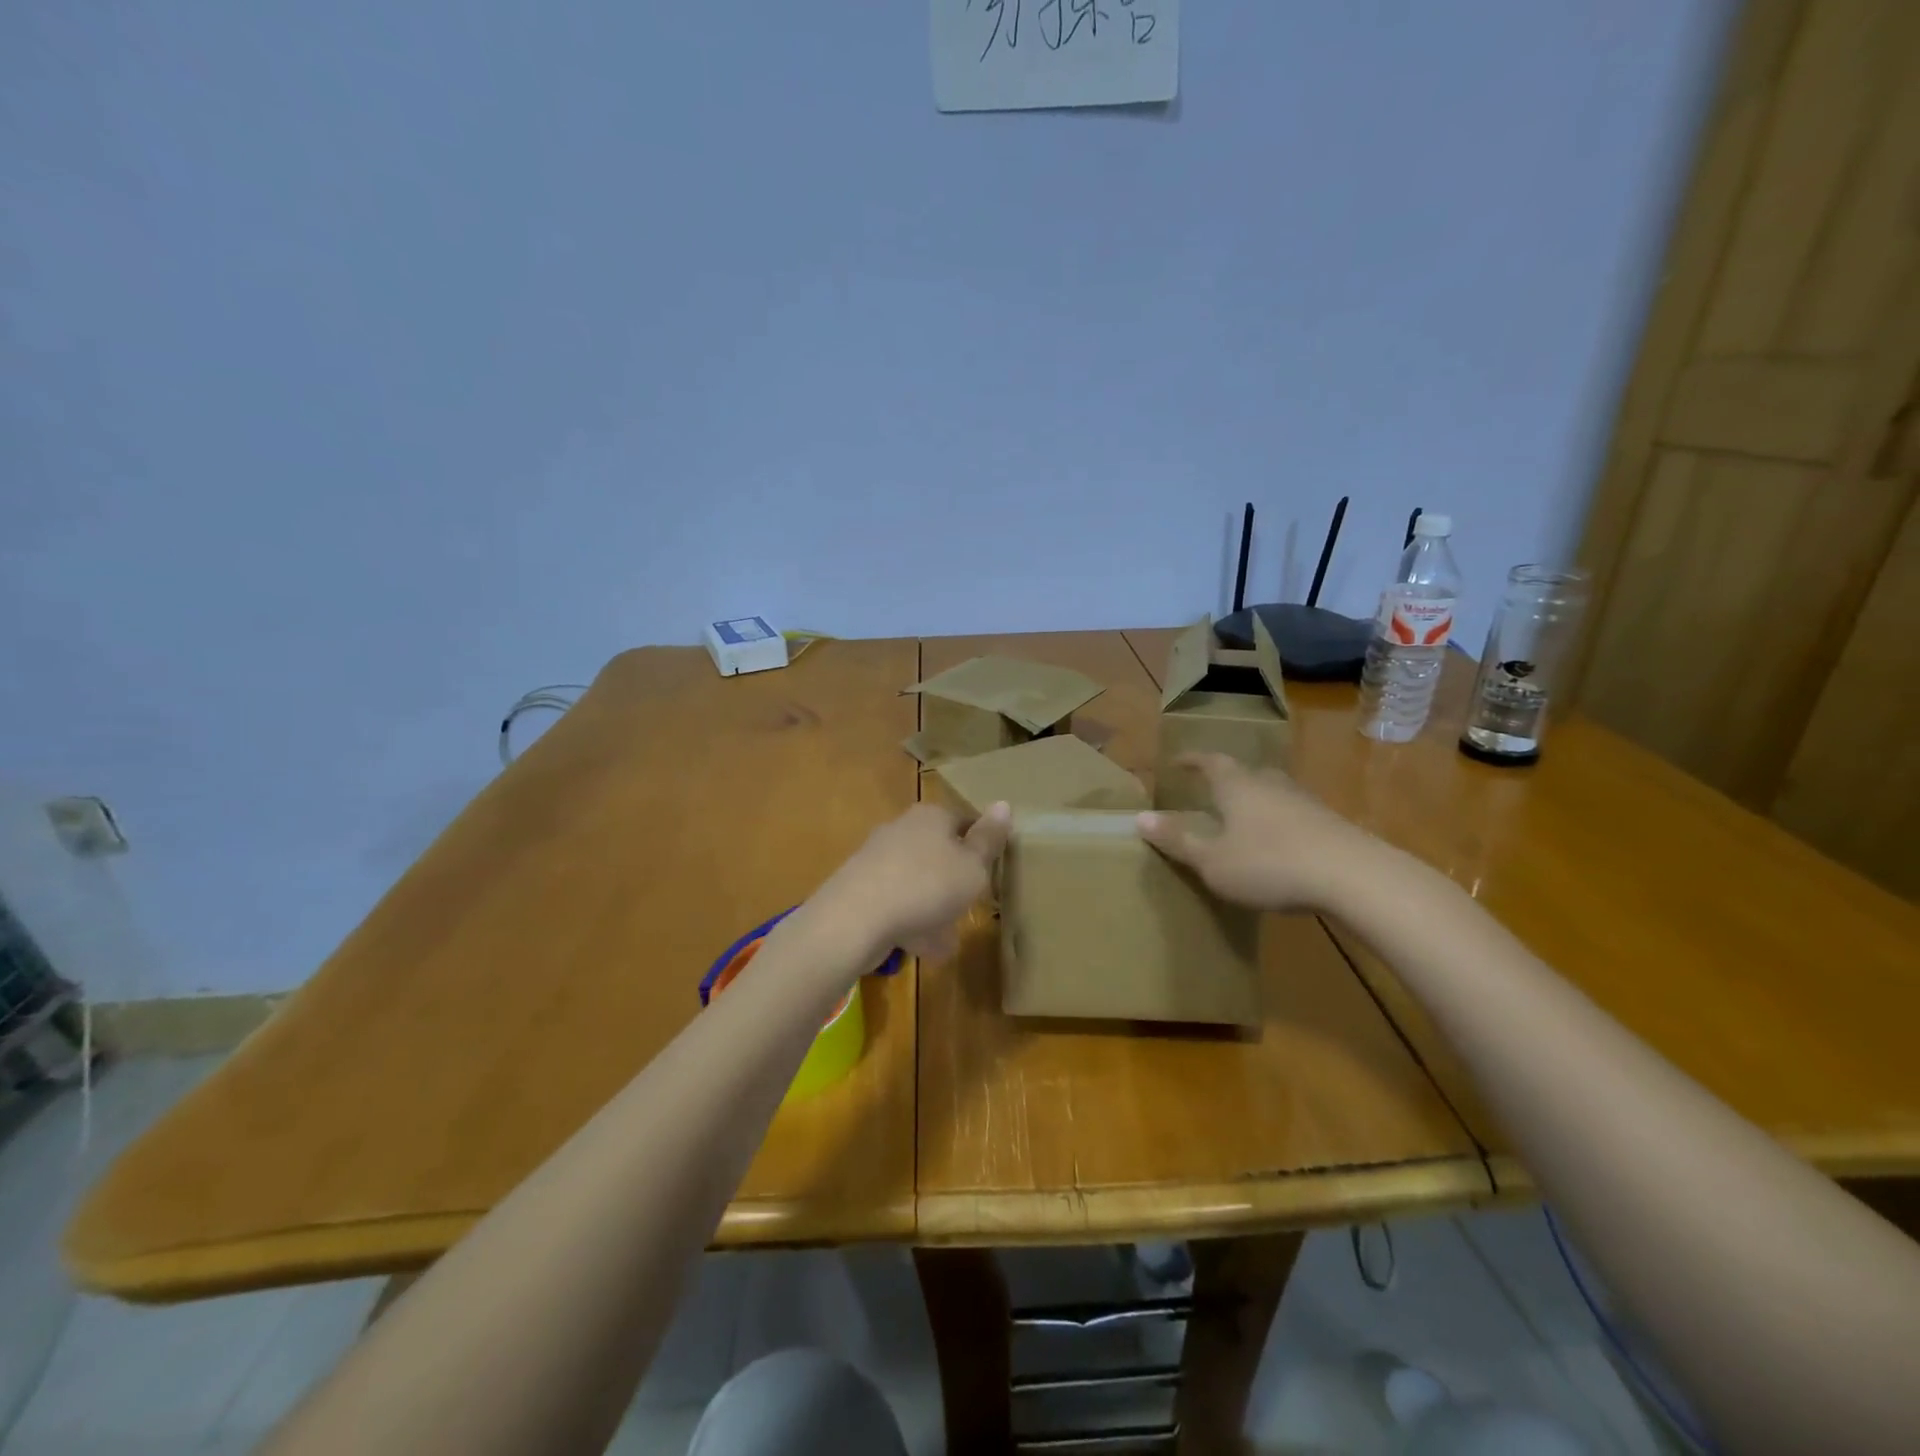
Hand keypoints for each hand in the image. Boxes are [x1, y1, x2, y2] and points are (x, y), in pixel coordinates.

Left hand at [799, 802, 1011, 967]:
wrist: (855, 918)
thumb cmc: (927, 885)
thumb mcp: (972, 866)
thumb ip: (989, 840)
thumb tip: (1004, 803)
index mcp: (931, 816)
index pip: (964, 820)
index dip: (981, 845)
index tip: (992, 871)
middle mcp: (902, 829)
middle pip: (939, 852)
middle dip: (954, 881)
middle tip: (971, 907)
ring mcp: (877, 859)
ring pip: (917, 881)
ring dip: (933, 907)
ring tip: (947, 938)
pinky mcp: (859, 888)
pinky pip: (896, 903)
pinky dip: (910, 921)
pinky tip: (920, 947)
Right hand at [1137, 754, 1375, 911]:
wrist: (1353, 876)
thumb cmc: (1270, 864)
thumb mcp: (1213, 860)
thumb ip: (1178, 840)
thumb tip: (1139, 818)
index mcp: (1237, 786)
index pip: (1210, 762)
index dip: (1193, 760)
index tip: (1178, 761)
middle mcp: (1270, 784)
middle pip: (1246, 773)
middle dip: (1227, 779)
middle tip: (1212, 790)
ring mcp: (1305, 802)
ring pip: (1273, 792)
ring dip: (1256, 801)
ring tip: (1244, 818)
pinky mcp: (1331, 824)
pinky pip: (1295, 814)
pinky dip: (1280, 822)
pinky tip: (1280, 844)